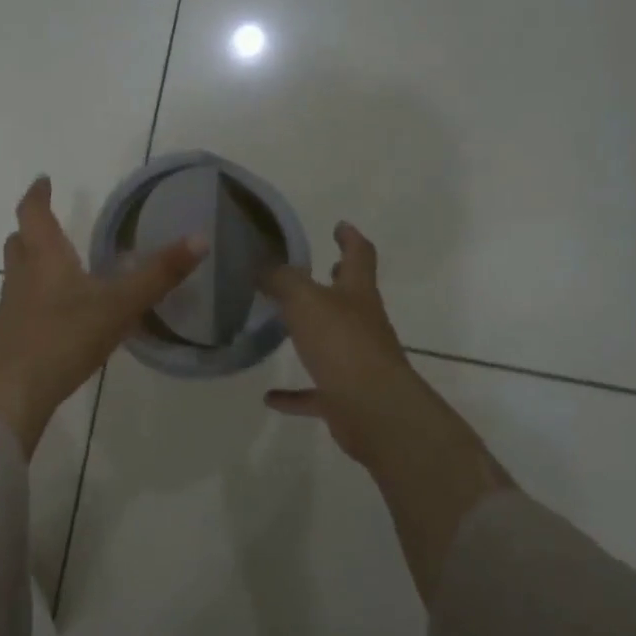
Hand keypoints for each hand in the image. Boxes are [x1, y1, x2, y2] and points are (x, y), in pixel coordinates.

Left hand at [0, 176, 204, 455]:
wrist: (8, 396)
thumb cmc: (62, 338)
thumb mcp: (119, 305)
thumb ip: (158, 275)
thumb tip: (200, 237)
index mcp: (44, 259)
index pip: (33, 213)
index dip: (38, 194)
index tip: (43, 180)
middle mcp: (21, 279)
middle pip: (18, 244)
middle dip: (31, 230)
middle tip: (48, 225)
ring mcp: (9, 312)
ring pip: (17, 277)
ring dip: (32, 266)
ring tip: (58, 270)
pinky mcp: (6, 342)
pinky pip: (20, 309)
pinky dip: (35, 302)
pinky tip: (57, 320)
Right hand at [260, 221, 429, 468]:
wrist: (373, 409)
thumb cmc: (341, 343)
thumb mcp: (304, 299)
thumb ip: (281, 279)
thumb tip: (263, 266)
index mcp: (357, 293)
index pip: (359, 255)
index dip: (350, 238)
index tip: (339, 225)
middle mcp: (362, 323)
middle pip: (352, 296)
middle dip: (340, 281)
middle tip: (324, 268)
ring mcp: (357, 361)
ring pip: (334, 341)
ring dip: (314, 333)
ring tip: (286, 326)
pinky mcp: (345, 397)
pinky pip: (315, 393)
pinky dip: (294, 394)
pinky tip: (270, 397)